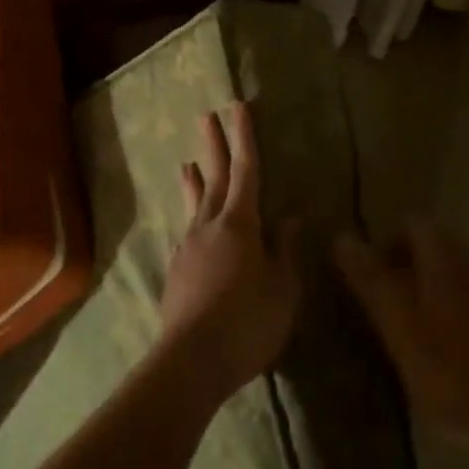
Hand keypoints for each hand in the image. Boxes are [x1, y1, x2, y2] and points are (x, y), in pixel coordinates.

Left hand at [156, 102, 301, 401]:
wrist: (191, 360)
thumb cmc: (248, 324)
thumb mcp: (282, 289)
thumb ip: (285, 250)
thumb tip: (290, 217)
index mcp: (240, 224)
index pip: (246, 170)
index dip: (244, 137)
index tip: (239, 108)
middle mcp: (210, 225)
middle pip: (215, 177)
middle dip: (215, 145)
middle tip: (208, 116)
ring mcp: (189, 246)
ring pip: (196, 203)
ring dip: (196, 179)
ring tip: (188, 162)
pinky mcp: (178, 268)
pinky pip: (188, 229)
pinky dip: (192, 215)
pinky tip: (193, 223)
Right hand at [334, 221, 468, 468]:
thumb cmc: (448, 367)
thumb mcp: (397, 322)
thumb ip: (370, 277)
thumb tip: (341, 236)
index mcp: (443, 259)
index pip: (412, 222)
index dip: (385, 237)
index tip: (365, 268)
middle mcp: (468, 267)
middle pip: (429, 247)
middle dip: (400, 263)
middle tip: (375, 297)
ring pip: (444, 274)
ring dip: (418, 288)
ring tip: (394, 322)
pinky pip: (458, 301)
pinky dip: (437, 311)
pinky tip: (426, 345)